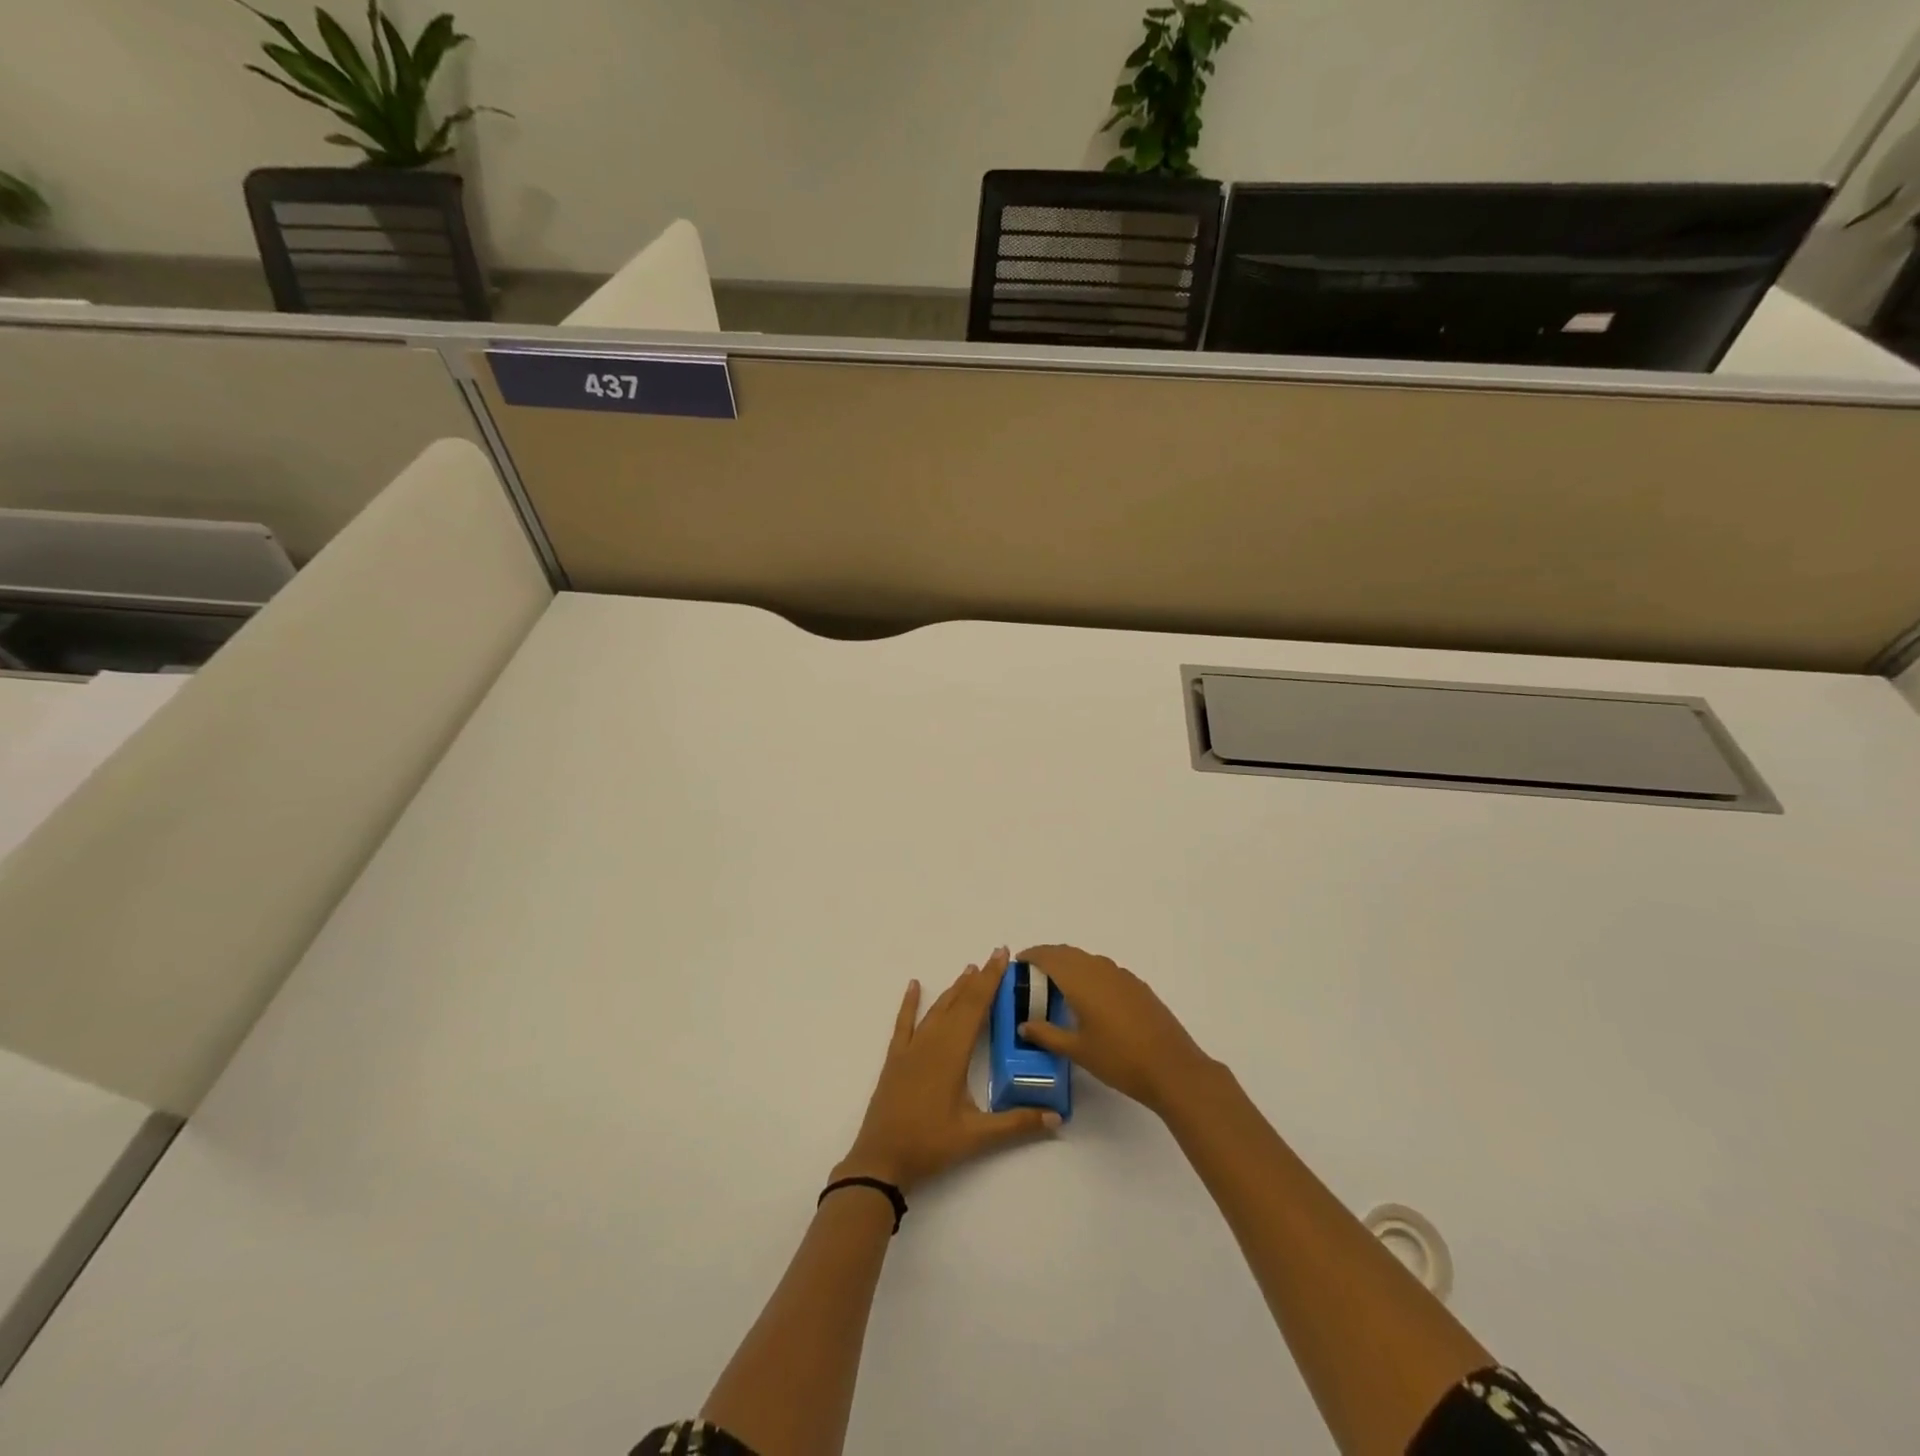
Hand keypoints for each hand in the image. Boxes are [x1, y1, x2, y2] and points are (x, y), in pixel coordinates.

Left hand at [836, 948, 1058, 1194]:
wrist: (881, 1159)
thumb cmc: (930, 1145)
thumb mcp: (976, 1137)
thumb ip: (1016, 1124)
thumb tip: (1056, 1118)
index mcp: (952, 1053)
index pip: (976, 1007)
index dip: (991, 980)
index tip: (1002, 956)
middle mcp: (932, 1042)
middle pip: (959, 1002)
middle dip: (978, 979)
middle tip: (995, 956)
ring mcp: (911, 1049)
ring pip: (937, 1010)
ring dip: (954, 989)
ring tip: (969, 970)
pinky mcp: (896, 1059)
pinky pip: (904, 1023)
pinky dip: (910, 1003)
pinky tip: (915, 985)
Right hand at [1016, 945, 1215, 1117]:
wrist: (1172, 1068)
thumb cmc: (1119, 1059)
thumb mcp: (1078, 1051)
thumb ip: (1047, 1035)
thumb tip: (1024, 1025)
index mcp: (1081, 980)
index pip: (1049, 956)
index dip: (1032, 955)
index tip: (1018, 963)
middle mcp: (1100, 969)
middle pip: (1068, 953)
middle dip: (1048, 957)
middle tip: (1032, 974)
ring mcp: (1121, 976)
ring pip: (1087, 960)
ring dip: (1069, 964)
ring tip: (1057, 986)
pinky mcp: (1137, 986)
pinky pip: (1104, 969)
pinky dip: (1088, 973)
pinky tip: (1089, 997)